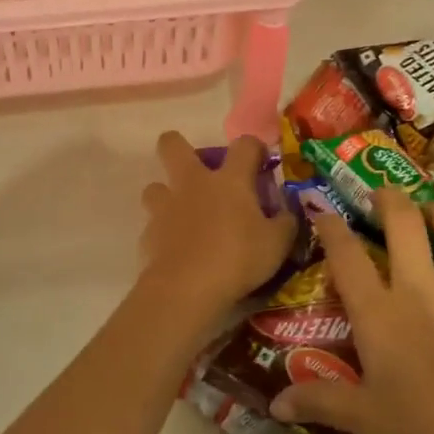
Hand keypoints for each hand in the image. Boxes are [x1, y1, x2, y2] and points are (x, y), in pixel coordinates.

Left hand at [137, 131, 296, 334]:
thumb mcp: (277, 244)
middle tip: (195, 167)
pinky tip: (176, 250)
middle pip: (172, 145)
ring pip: (154, 186)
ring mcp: (166, 207)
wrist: (187, 288)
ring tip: (182, 214)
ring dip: (166, 195)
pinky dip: (163, 233)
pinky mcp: (148, 234)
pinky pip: (153, 225)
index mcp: (229, 180)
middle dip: (177, 146)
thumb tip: (285, 214)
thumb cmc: (238, 258)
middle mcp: (193, 184)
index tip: (260, 161)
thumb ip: (284, 223)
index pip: (244, 145)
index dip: (254, 147)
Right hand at [268, 187, 433, 433]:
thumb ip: (318, 402)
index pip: (346, 256)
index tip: (323, 211)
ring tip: (433, 211)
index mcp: (378, 313)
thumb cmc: (421, 433)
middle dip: (390, 199)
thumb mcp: (362, 419)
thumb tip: (274, 405)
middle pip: (404, 224)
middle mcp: (419, 291)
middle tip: (382, 194)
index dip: (331, 227)